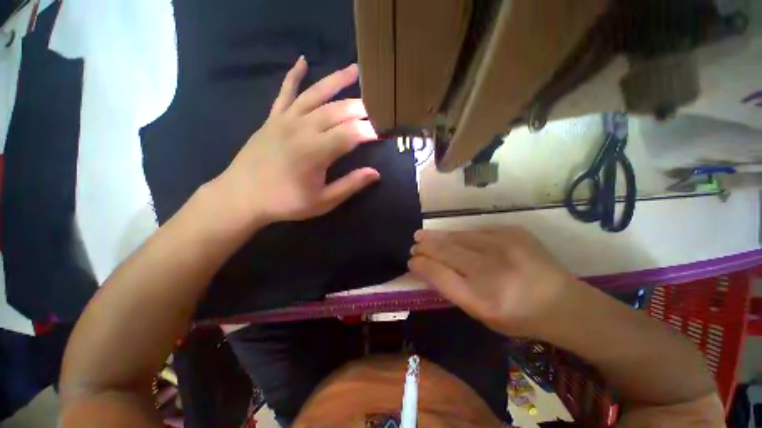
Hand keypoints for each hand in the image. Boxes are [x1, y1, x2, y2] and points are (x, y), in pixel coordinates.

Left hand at [212, 56, 379, 225]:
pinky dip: (294, 75)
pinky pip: (285, 92)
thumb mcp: (323, 201)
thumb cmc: (286, 202)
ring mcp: (285, 119)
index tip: (381, 134)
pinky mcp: (273, 118)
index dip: (369, 132)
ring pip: (316, 94)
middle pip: (337, 111)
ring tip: (355, 69)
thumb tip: (375, 174)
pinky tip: (302, 61)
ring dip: (337, 80)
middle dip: (360, 108)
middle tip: (376, 109)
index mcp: (316, 152)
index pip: (351, 134)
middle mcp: (302, 129)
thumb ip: (350, 185)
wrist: (242, 196)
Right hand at [409, 227, 578, 336]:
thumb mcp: (481, 314)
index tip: (411, 260)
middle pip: (446, 251)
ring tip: (423, 235)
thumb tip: (428, 267)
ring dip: (438, 236)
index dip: (421, 265)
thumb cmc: (517, 315)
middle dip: (425, 246)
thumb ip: (452, 290)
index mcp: (482, 299)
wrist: (563, 303)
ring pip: (458, 237)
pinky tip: (453, 237)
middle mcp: (492, 270)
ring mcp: (504, 246)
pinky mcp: (513, 232)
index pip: (440, 275)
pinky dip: (460, 235)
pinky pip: (476, 231)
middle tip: (413, 243)